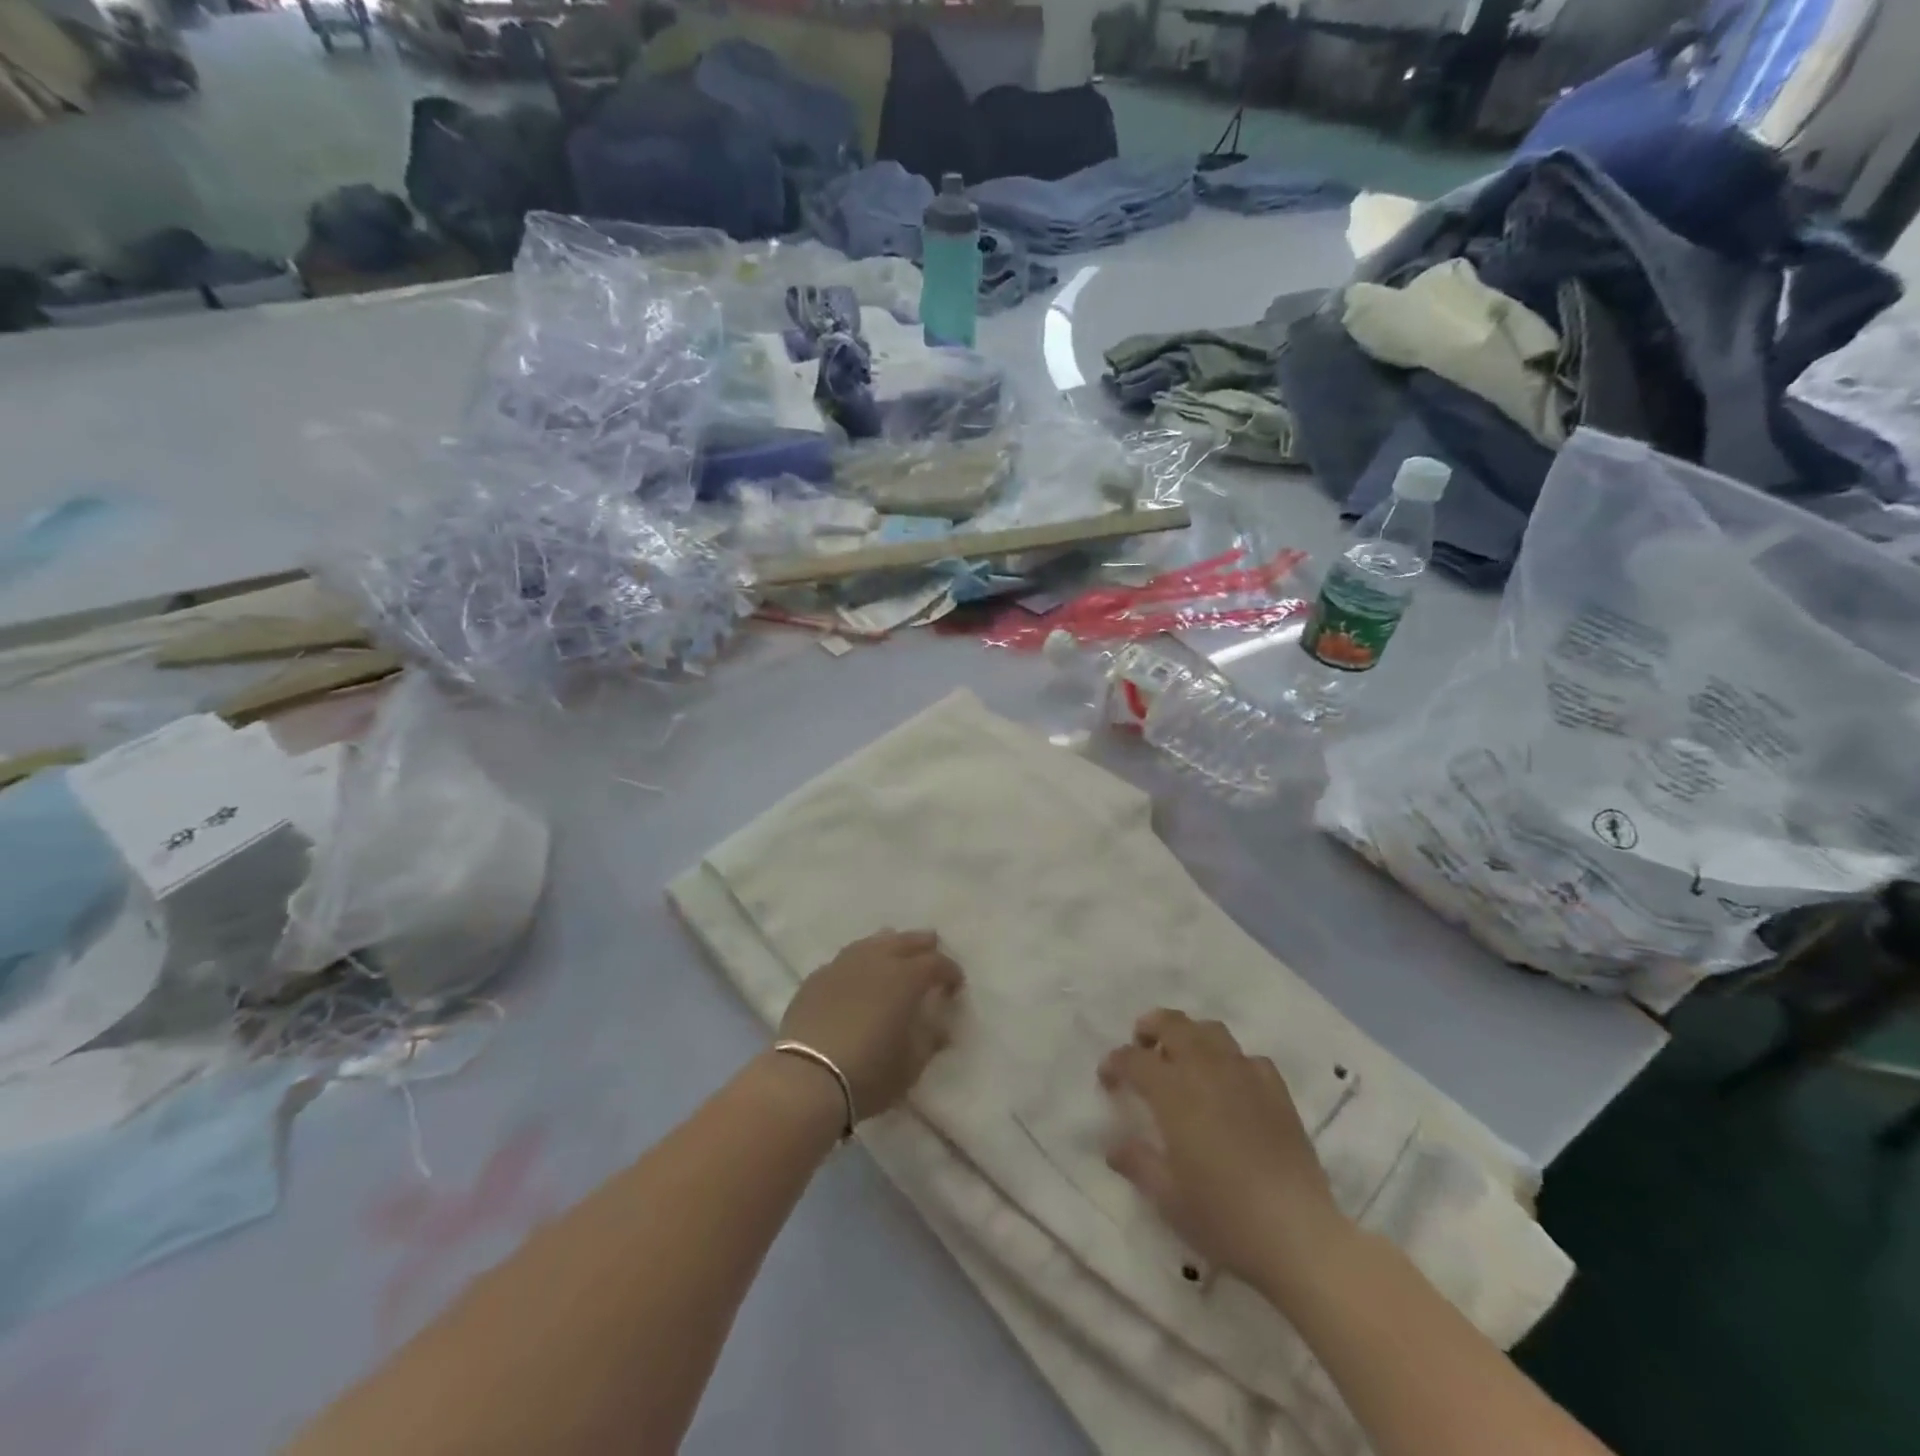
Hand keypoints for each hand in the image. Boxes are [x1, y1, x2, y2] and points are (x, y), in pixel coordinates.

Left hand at [778, 931, 962, 1121]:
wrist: (807, 1079)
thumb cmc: (869, 1073)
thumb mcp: (912, 1063)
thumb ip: (930, 1038)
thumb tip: (941, 1024)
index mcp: (905, 978)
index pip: (936, 963)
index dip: (950, 971)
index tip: (956, 985)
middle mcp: (876, 961)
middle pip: (905, 941)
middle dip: (923, 945)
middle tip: (932, 950)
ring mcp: (842, 965)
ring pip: (872, 943)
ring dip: (890, 944)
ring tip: (895, 950)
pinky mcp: (816, 978)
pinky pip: (846, 960)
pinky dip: (860, 962)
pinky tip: (858, 974)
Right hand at [1100, 1009, 1348, 1289]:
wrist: (1298, 1235)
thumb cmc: (1223, 1217)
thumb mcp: (1167, 1197)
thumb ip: (1137, 1162)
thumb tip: (1114, 1145)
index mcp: (1173, 1092)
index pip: (1134, 1059)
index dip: (1115, 1062)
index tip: (1107, 1078)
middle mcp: (1206, 1070)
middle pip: (1173, 1024)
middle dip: (1150, 1027)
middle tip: (1142, 1045)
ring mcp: (1245, 1076)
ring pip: (1211, 1031)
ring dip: (1190, 1035)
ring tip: (1184, 1059)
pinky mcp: (1276, 1090)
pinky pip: (1248, 1058)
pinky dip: (1232, 1062)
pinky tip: (1231, 1086)